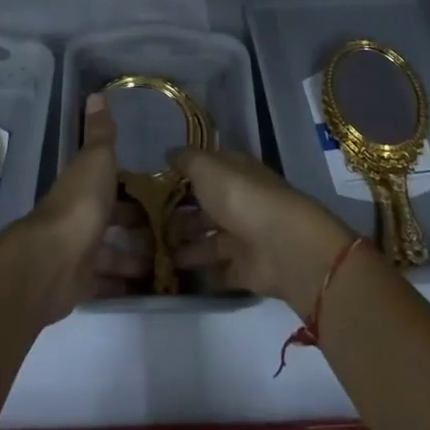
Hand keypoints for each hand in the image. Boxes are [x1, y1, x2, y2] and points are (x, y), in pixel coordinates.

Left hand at [4, 94, 149, 322]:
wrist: (50, 263)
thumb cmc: (79, 204)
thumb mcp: (96, 160)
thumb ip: (100, 132)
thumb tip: (97, 93)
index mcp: (83, 185)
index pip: (108, 181)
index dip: (131, 185)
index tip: (159, 189)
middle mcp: (79, 216)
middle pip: (111, 218)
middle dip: (137, 223)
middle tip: (173, 228)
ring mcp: (79, 252)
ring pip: (111, 252)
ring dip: (135, 255)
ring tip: (169, 259)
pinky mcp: (81, 284)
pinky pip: (106, 281)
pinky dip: (124, 283)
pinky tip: (148, 285)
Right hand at [168, 145, 356, 317]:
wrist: (281, 245)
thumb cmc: (240, 196)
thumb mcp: (207, 167)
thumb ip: (186, 160)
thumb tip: (169, 153)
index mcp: (235, 172)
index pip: (207, 171)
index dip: (183, 177)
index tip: (154, 188)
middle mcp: (240, 202)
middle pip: (206, 209)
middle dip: (180, 217)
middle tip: (148, 227)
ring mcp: (245, 237)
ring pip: (210, 241)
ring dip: (186, 246)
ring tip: (156, 253)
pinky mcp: (247, 270)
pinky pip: (220, 271)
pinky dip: (203, 273)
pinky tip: (177, 276)